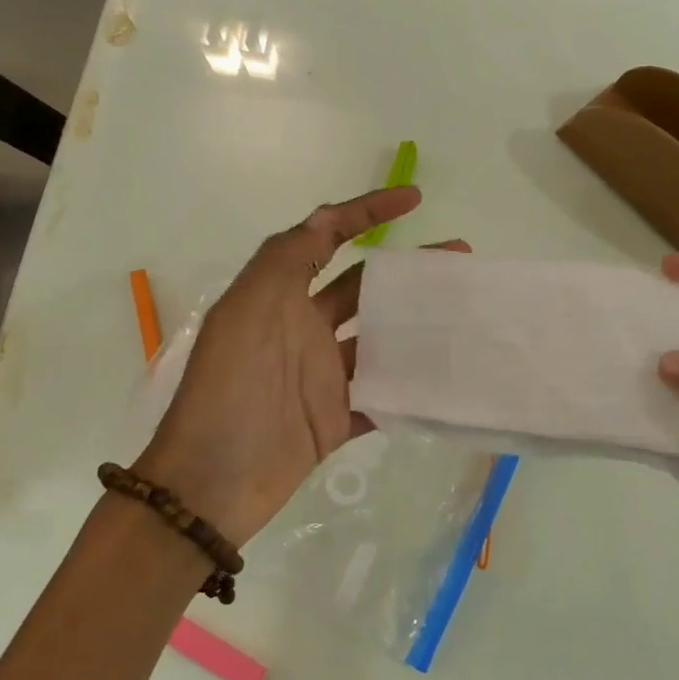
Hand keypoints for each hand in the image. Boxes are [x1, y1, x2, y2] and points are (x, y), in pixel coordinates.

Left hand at [139, 186, 465, 545]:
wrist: (213, 480)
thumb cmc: (231, 385)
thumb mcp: (251, 306)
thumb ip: (289, 257)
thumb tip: (327, 215)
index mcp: (280, 295)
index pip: (327, 238)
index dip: (366, 212)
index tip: (414, 200)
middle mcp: (303, 328)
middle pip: (365, 286)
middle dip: (409, 267)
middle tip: (459, 258)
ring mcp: (322, 375)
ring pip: (381, 339)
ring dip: (419, 324)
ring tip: (466, 311)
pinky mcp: (337, 417)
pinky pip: (384, 393)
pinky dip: (413, 384)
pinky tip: (451, 371)